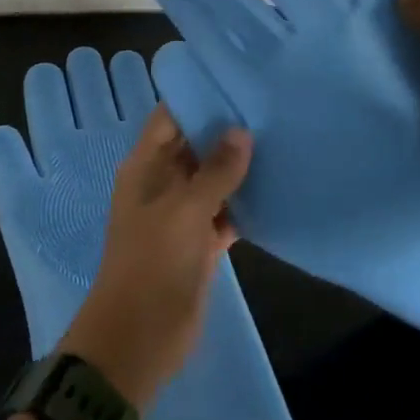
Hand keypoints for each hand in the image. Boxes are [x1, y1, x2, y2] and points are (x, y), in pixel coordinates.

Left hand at [60, 107, 250, 410]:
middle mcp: (162, 184)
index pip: (169, 119)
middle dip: (225, 131)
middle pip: (194, 147)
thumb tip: (242, 131)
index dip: (196, 99)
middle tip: (268, 106)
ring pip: (212, 181)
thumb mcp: (185, 210)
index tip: (234, 81)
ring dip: (239, 169)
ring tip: (280, 140)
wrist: (140, 338)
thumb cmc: (154, 263)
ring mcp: (181, 215)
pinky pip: (225, 215)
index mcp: (146, 167)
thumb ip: (216, 171)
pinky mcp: (199, 244)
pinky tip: (277, 190)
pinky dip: (244, 206)